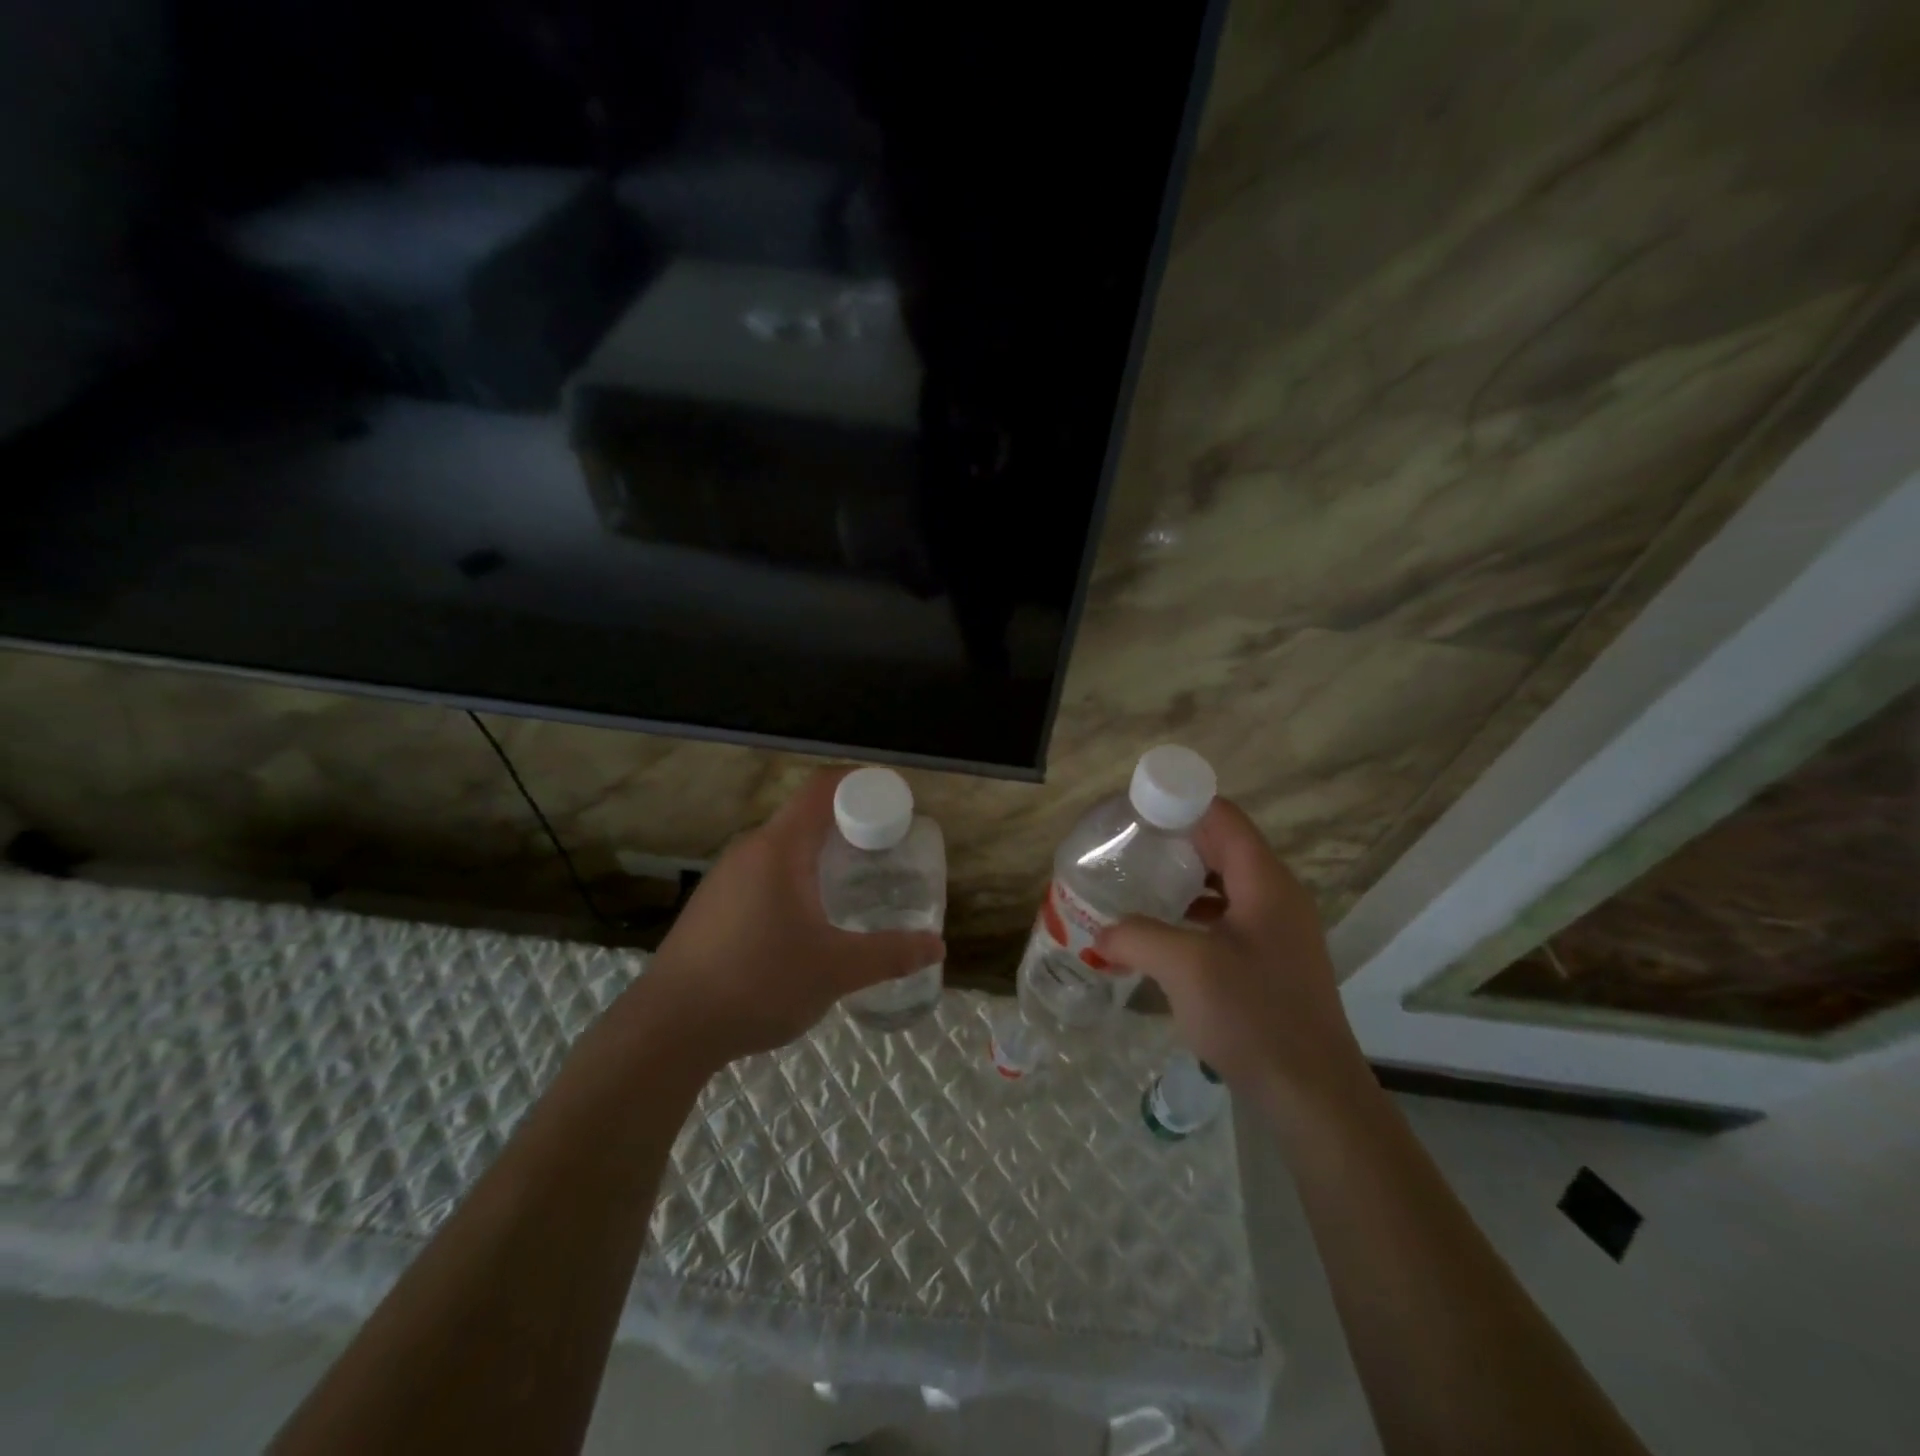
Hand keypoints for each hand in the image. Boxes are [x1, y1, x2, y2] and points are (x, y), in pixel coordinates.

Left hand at [615, 768, 945, 1069]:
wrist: (668, 1030)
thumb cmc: (758, 983)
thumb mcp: (835, 971)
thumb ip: (889, 954)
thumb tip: (937, 946)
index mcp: (779, 848)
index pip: (824, 788)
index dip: (863, 783)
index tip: (896, 802)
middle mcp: (750, 849)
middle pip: (807, 816)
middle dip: (851, 825)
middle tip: (887, 851)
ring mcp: (726, 877)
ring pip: (785, 847)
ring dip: (823, 855)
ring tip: (855, 885)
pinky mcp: (713, 904)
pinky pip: (765, 872)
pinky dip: (797, 878)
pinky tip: (809, 919)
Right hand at [1095, 798, 1371, 1121]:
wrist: (1311, 1093)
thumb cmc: (1253, 1016)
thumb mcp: (1185, 968)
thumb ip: (1137, 937)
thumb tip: (1101, 933)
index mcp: (1265, 882)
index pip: (1223, 818)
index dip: (1180, 804)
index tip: (1135, 811)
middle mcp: (1277, 896)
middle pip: (1224, 846)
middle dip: (1176, 840)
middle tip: (1128, 845)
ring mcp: (1278, 929)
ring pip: (1226, 882)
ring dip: (1185, 878)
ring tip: (1139, 881)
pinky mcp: (1272, 959)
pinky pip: (1229, 915)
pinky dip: (1196, 911)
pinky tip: (1163, 930)